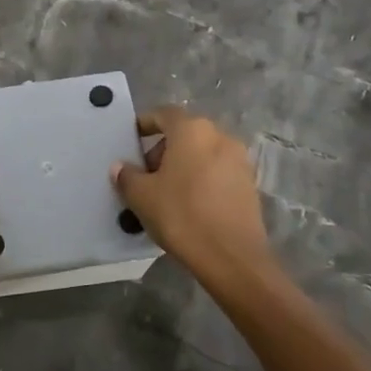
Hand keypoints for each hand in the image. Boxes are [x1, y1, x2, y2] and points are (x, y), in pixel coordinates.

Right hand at [112, 107, 275, 293]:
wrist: (231, 256)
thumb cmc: (182, 215)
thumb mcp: (142, 196)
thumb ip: (127, 176)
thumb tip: (120, 166)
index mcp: (192, 130)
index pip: (164, 114)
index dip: (145, 124)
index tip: (132, 139)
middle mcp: (219, 136)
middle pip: (185, 134)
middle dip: (163, 149)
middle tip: (146, 174)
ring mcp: (239, 159)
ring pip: (203, 153)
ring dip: (184, 165)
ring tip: (166, 192)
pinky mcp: (250, 184)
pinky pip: (218, 171)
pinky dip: (202, 179)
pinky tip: (190, 204)